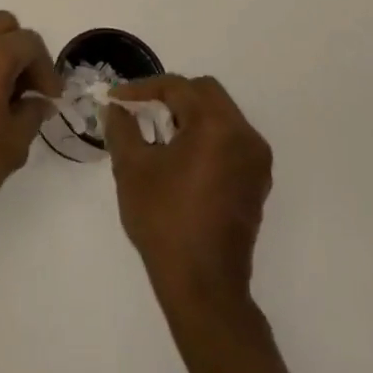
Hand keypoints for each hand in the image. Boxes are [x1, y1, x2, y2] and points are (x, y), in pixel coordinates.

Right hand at [106, 75, 272, 303]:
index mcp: (216, 126)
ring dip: (189, 114)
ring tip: (157, 131)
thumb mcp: (132, 167)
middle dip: (170, 95)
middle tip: (139, 109)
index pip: (178, 88)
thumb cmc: (164, 220)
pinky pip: (230, 140)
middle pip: (205, 93)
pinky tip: (179, 155)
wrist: (203, 284)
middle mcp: (244, 136)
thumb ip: (122, 127)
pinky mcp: (256, 182)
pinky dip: (205, 136)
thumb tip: (116, 109)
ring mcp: (256, 161)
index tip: (116, 99)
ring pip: (220, 115)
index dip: (142, 89)